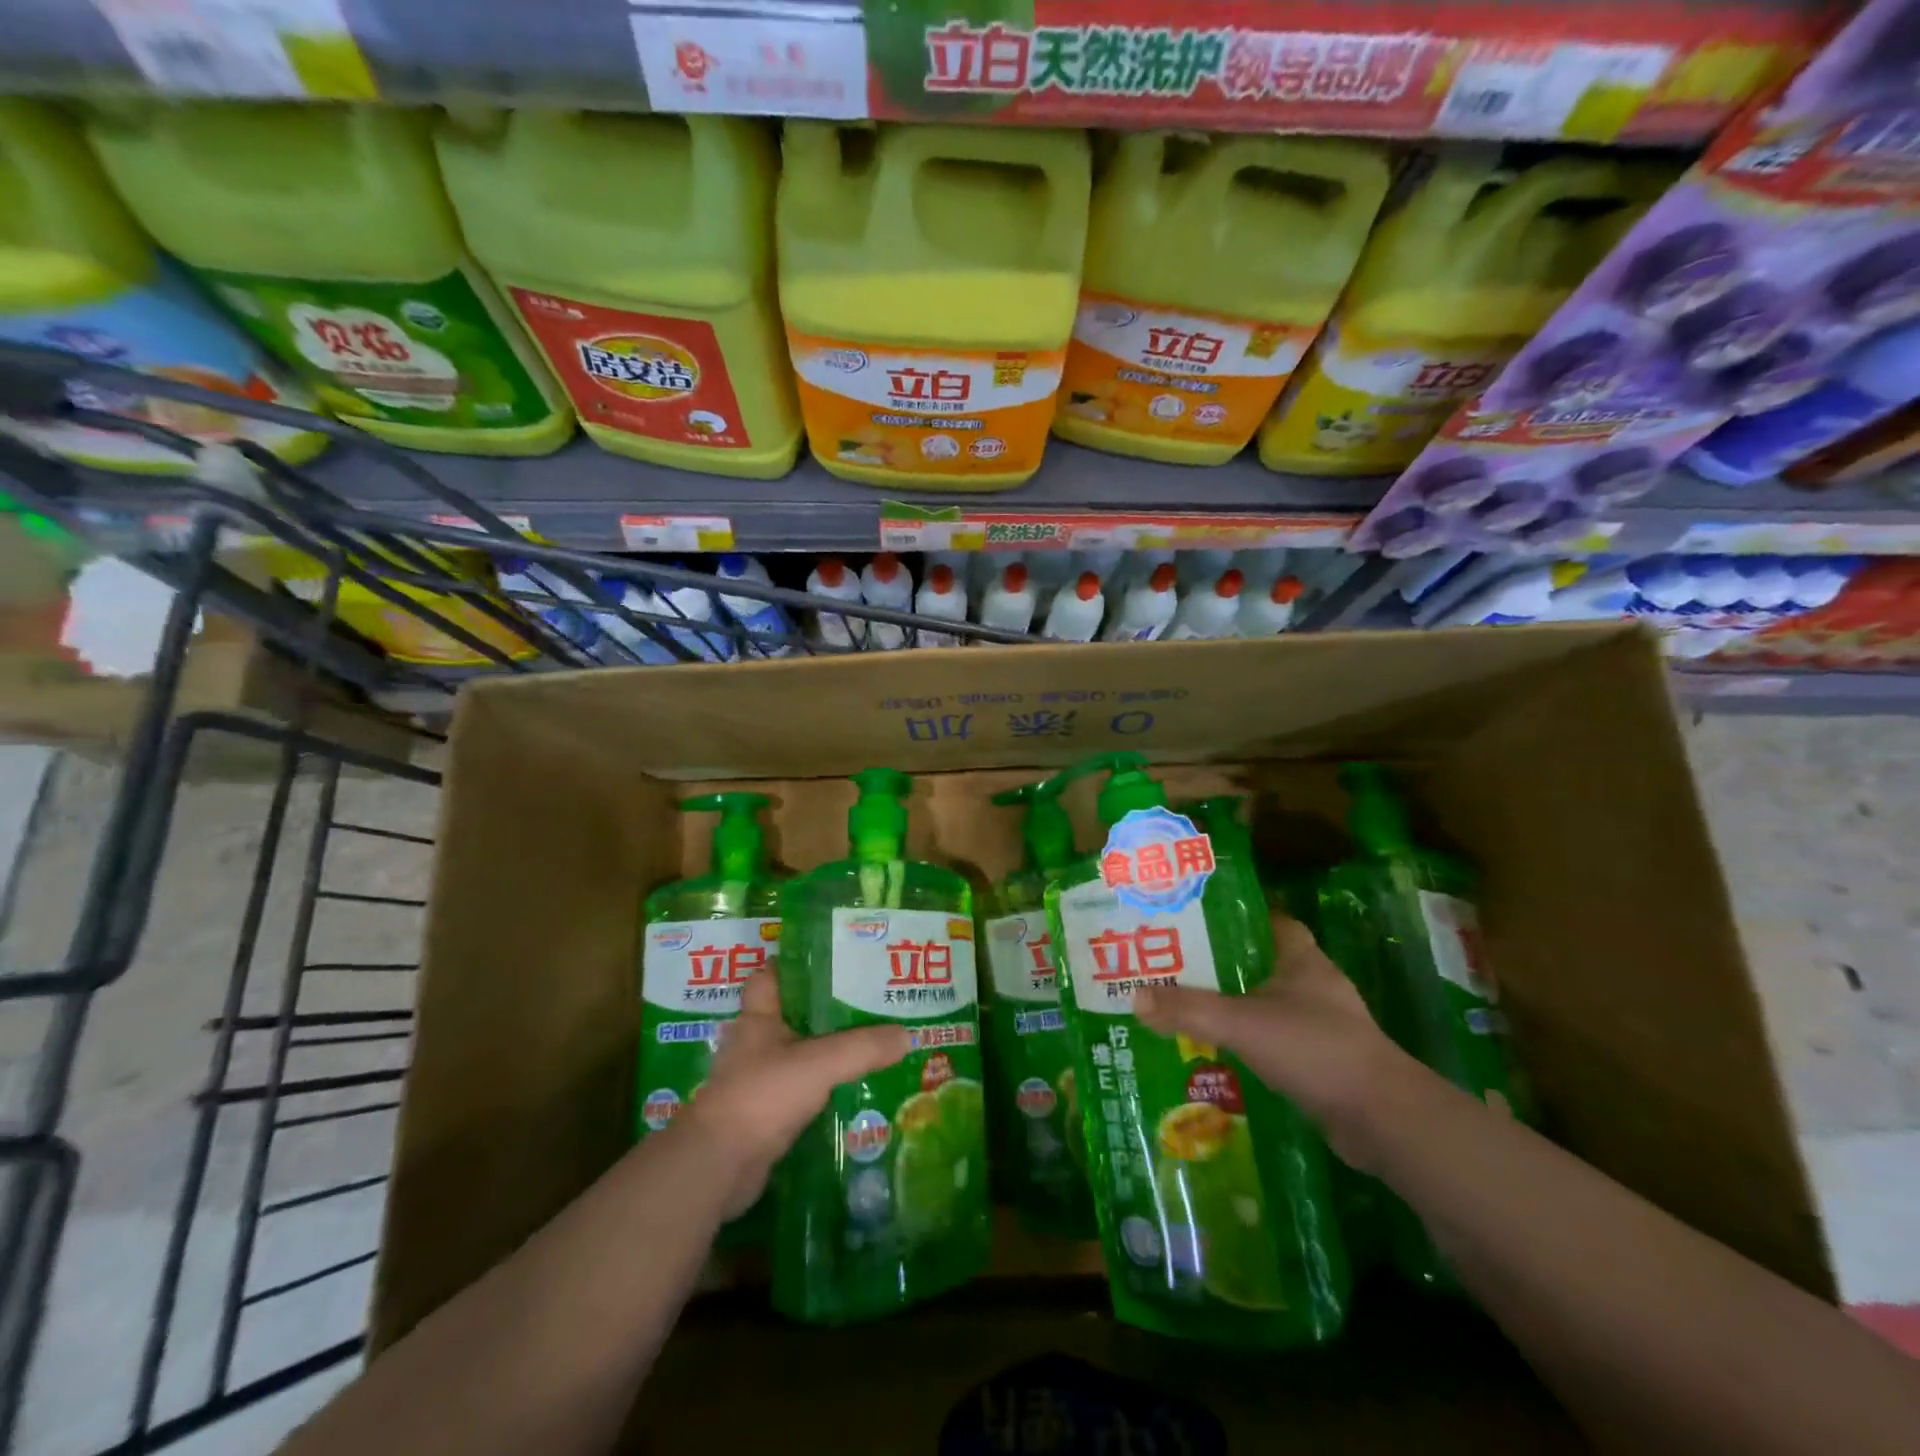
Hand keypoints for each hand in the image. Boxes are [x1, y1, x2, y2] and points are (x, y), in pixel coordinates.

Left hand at [675, 965, 911, 1217]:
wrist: (718, 1166)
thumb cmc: (762, 1095)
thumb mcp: (819, 1063)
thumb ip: (863, 1047)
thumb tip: (907, 1035)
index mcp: (758, 1018)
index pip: (770, 976)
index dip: (794, 964)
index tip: (830, 959)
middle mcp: (753, 1045)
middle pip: (790, 1016)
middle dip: (823, 1011)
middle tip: (865, 1002)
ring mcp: (756, 1081)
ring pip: (796, 1055)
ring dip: (824, 1052)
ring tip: (868, 1045)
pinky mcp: (762, 1115)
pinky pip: (798, 1091)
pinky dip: (821, 1089)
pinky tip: (850, 1090)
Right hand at [1132, 912, 1414, 1165]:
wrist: (1383, 1120)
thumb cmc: (1315, 1048)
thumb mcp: (1243, 1023)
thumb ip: (1189, 1009)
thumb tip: (1134, 996)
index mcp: (1301, 958)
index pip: (1267, 920)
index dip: (1233, 916)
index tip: (1193, 920)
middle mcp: (1312, 985)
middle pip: (1259, 962)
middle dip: (1220, 964)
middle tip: (1173, 965)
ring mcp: (1320, 1024)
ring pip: (1265, 1002)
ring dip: (1231, 1005)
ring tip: (1184, 1006)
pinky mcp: (1320, 1060)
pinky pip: (1273, 1039)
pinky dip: (1247, 1041)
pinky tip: (1215, 1051)